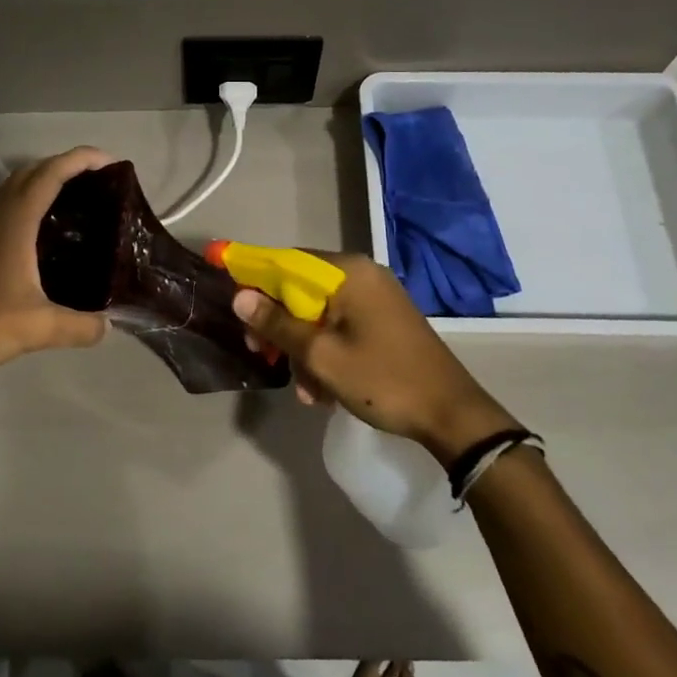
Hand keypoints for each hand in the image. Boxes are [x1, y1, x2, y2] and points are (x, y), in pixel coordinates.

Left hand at [0, 147, 113, 380]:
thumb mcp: (40, 328)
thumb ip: (80, 325)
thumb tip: (108, 325)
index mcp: (15, 223)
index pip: (49, 175)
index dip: (79, 160)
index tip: (110, 161)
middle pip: (31, 172)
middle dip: (64, 165)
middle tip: (98, 179)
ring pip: (16, 188)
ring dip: (45, 180)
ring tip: (77, 197)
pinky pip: (9, 208)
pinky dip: (32, 203)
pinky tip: (48, 231)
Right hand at [232, 255, 519, 463]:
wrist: (451, 415)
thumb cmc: (382, 379)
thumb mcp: (321, 356)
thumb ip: (278, 324)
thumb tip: (239, 297)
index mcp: (348, 273)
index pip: (286, 261)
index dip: (252, 272)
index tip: (225, 285)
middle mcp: (362, 275)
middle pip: (301, 288)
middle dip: (278, 324)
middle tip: (261, 355)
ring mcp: (376, 298)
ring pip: (318, 314)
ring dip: (302, 349)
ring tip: (305, 390)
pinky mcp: (383, 321)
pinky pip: (339, 327)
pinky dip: (325, 353)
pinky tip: (323, 390)